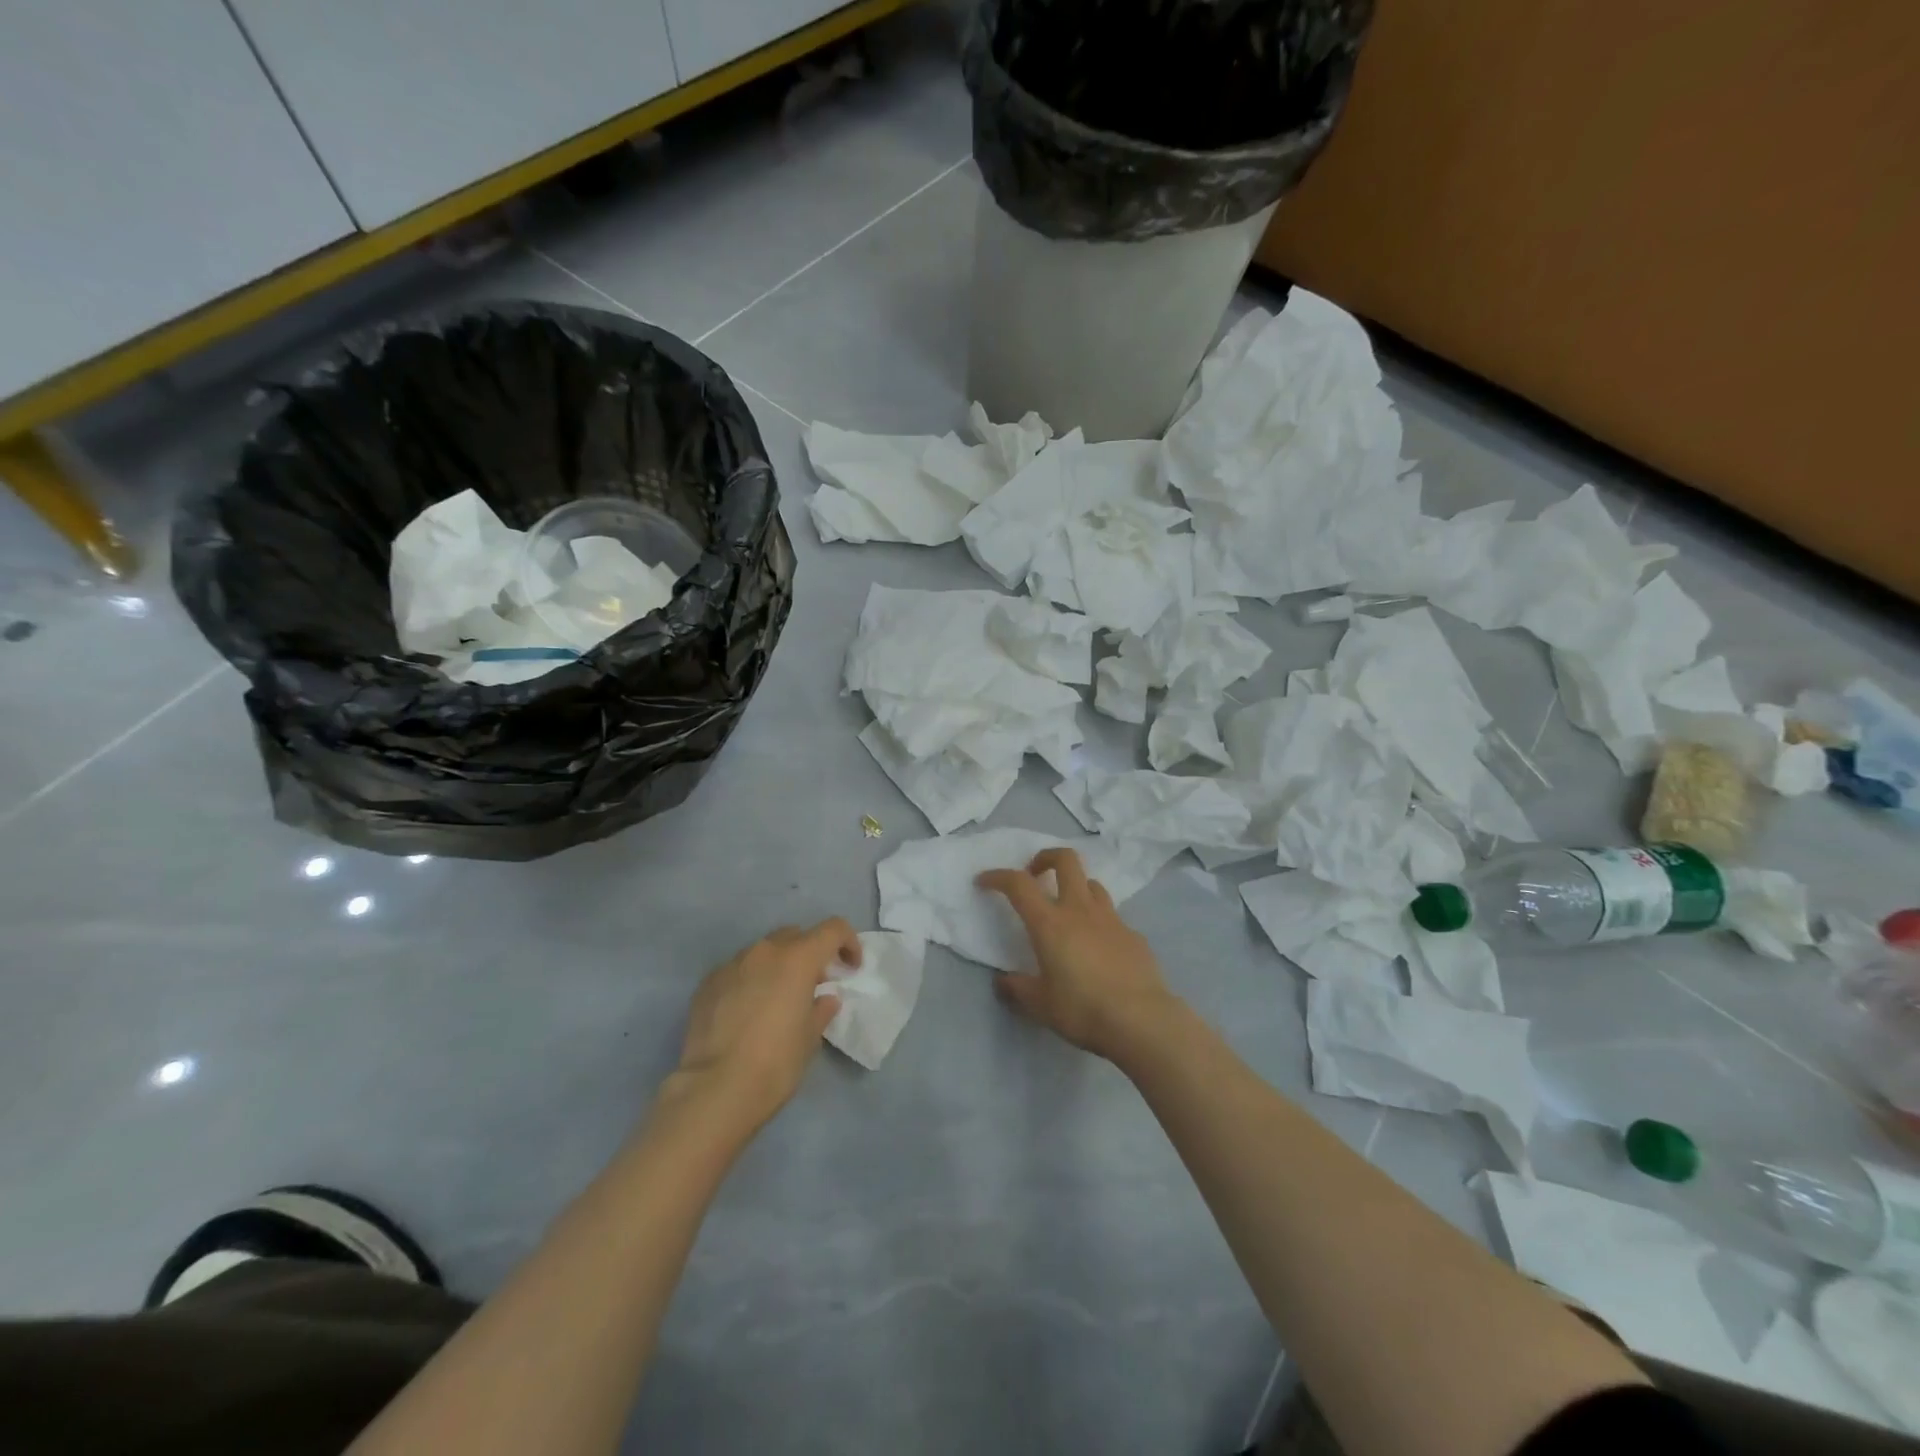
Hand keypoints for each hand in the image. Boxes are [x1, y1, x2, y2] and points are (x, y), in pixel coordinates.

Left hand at [671, 919, 858, 1136]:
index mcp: (798, 959)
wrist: (715, 1089)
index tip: (850, 968)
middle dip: (809, 953)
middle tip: (812, 985)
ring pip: (763, 952)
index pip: (833, 929)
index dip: (848, 942)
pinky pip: (737, 971)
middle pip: (795, 936)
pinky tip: (745, 1013)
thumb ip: (821, 1010)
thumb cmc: (776, 1062)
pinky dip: (749, 981)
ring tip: (775, 1000)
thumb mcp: (810, 1038)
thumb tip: (825, 998)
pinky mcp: (708, 983)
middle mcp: (764, 951)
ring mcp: (732, 964)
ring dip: (776, 967)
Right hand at [977, 849, 1177, 1062]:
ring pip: (1092, 883)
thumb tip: (1003, 982)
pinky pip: (1112, 917)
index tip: (984, 882)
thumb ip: (1018, 989)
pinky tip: (1098, 948)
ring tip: (1067, 909)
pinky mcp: (1134, 935)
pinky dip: (1099, 922)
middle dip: (1046, 857)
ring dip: (1075, 887)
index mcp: (1050, 923)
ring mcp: (1111, 919)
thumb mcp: (1041, 1005)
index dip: (997, 876)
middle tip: (1034, 874)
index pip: (1018, 884)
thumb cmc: (1083, 1010)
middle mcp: (1080, 910)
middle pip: (1066, 860)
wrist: (1143, 1021)